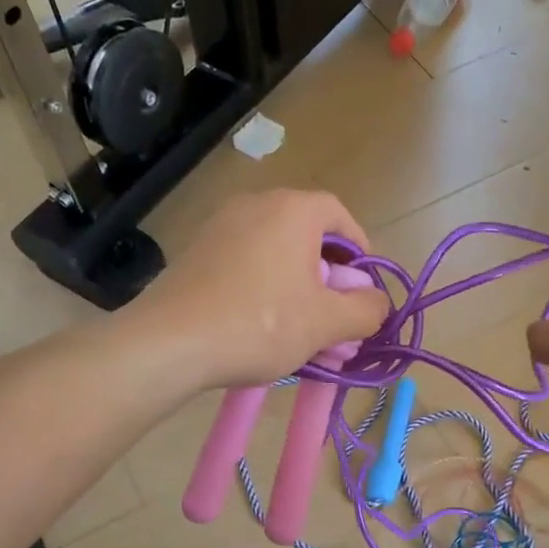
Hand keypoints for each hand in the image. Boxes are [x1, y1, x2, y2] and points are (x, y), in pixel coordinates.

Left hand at [131, 189, 390, 389]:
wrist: (169, 342)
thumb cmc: (259, 324)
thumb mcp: (326, 323)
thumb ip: (365, 310)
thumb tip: (378, 303)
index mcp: (293, 210)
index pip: (340, 215)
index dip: (360, 250)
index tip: (364, 287)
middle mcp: (256, 205)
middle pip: (308, 234)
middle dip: (329, 276)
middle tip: (335, 314)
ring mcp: (221, 226)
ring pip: (276, 252)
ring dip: (298, 286)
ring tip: (302, 329)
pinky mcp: (197, 252)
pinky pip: (246, 263)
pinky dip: (265, 288)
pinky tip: (263, 327)